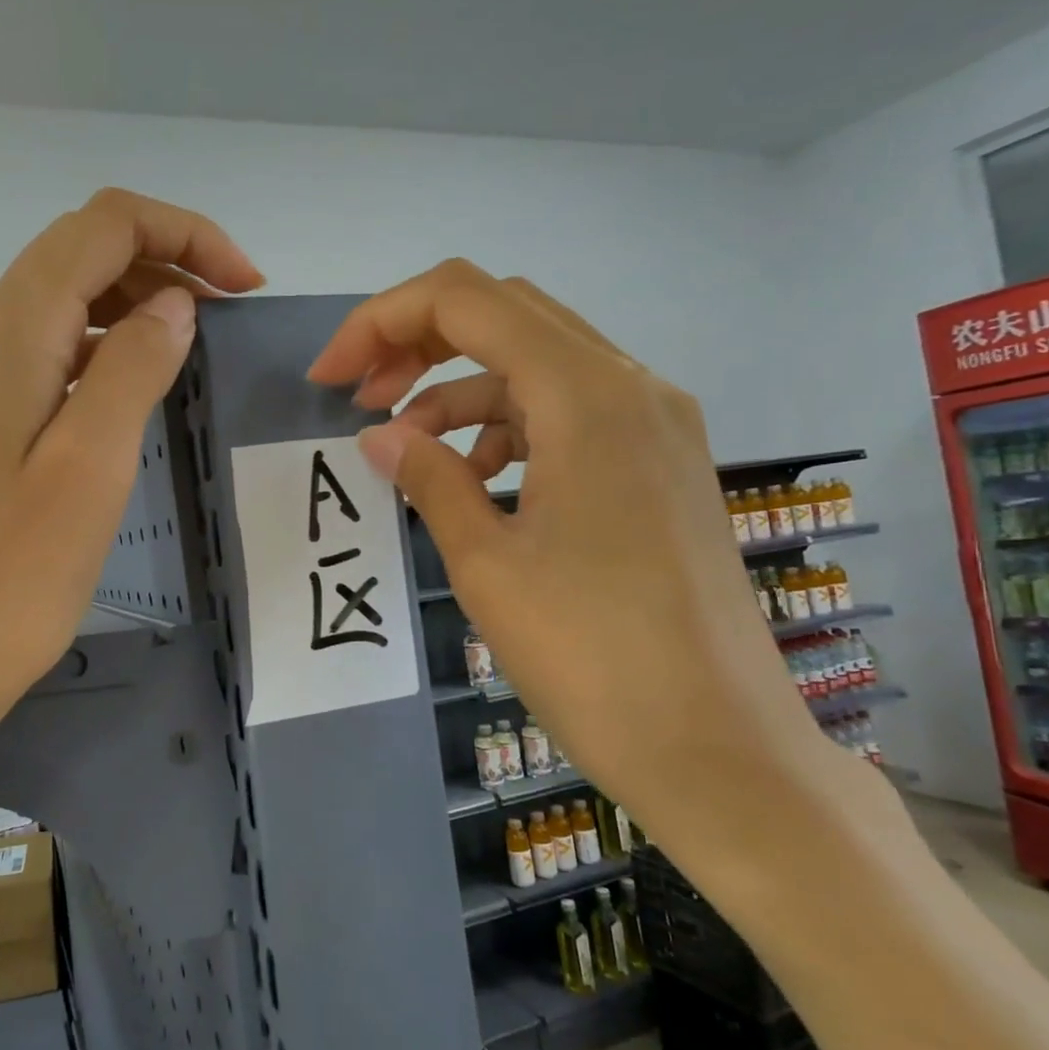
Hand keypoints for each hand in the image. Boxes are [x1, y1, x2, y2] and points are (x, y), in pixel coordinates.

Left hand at [0, 189, 262, 718]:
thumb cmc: (12, 573)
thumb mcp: (91, 464)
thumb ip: (133, 367)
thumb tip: (172, 306)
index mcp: (11, 334)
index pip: (102, 225)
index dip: (183, 234)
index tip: (245, 288)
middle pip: (80, 253)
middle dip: (164, 260)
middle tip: (230, 315)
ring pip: (65, 301)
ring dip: (136, 301)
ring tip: (196, 345)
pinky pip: (52, 352)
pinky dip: (106, 347)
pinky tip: (138, 388)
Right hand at [308, 260, 822, 836]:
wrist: (719, 750)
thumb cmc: (591, 656)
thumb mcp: (486, 563)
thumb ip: (429, 478)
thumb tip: (380, 436)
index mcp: (586, 395)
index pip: (464, 300)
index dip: (381, 323)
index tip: (329, 379)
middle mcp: (631, 386)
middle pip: (504, 314)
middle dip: (417, 343)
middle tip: (361, 399)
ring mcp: (655, 423)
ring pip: (536, 363)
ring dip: (460, 390)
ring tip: (408, 450)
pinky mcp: (660, 463)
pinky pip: (569, 412)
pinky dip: (508, 426)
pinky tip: (479, 480)